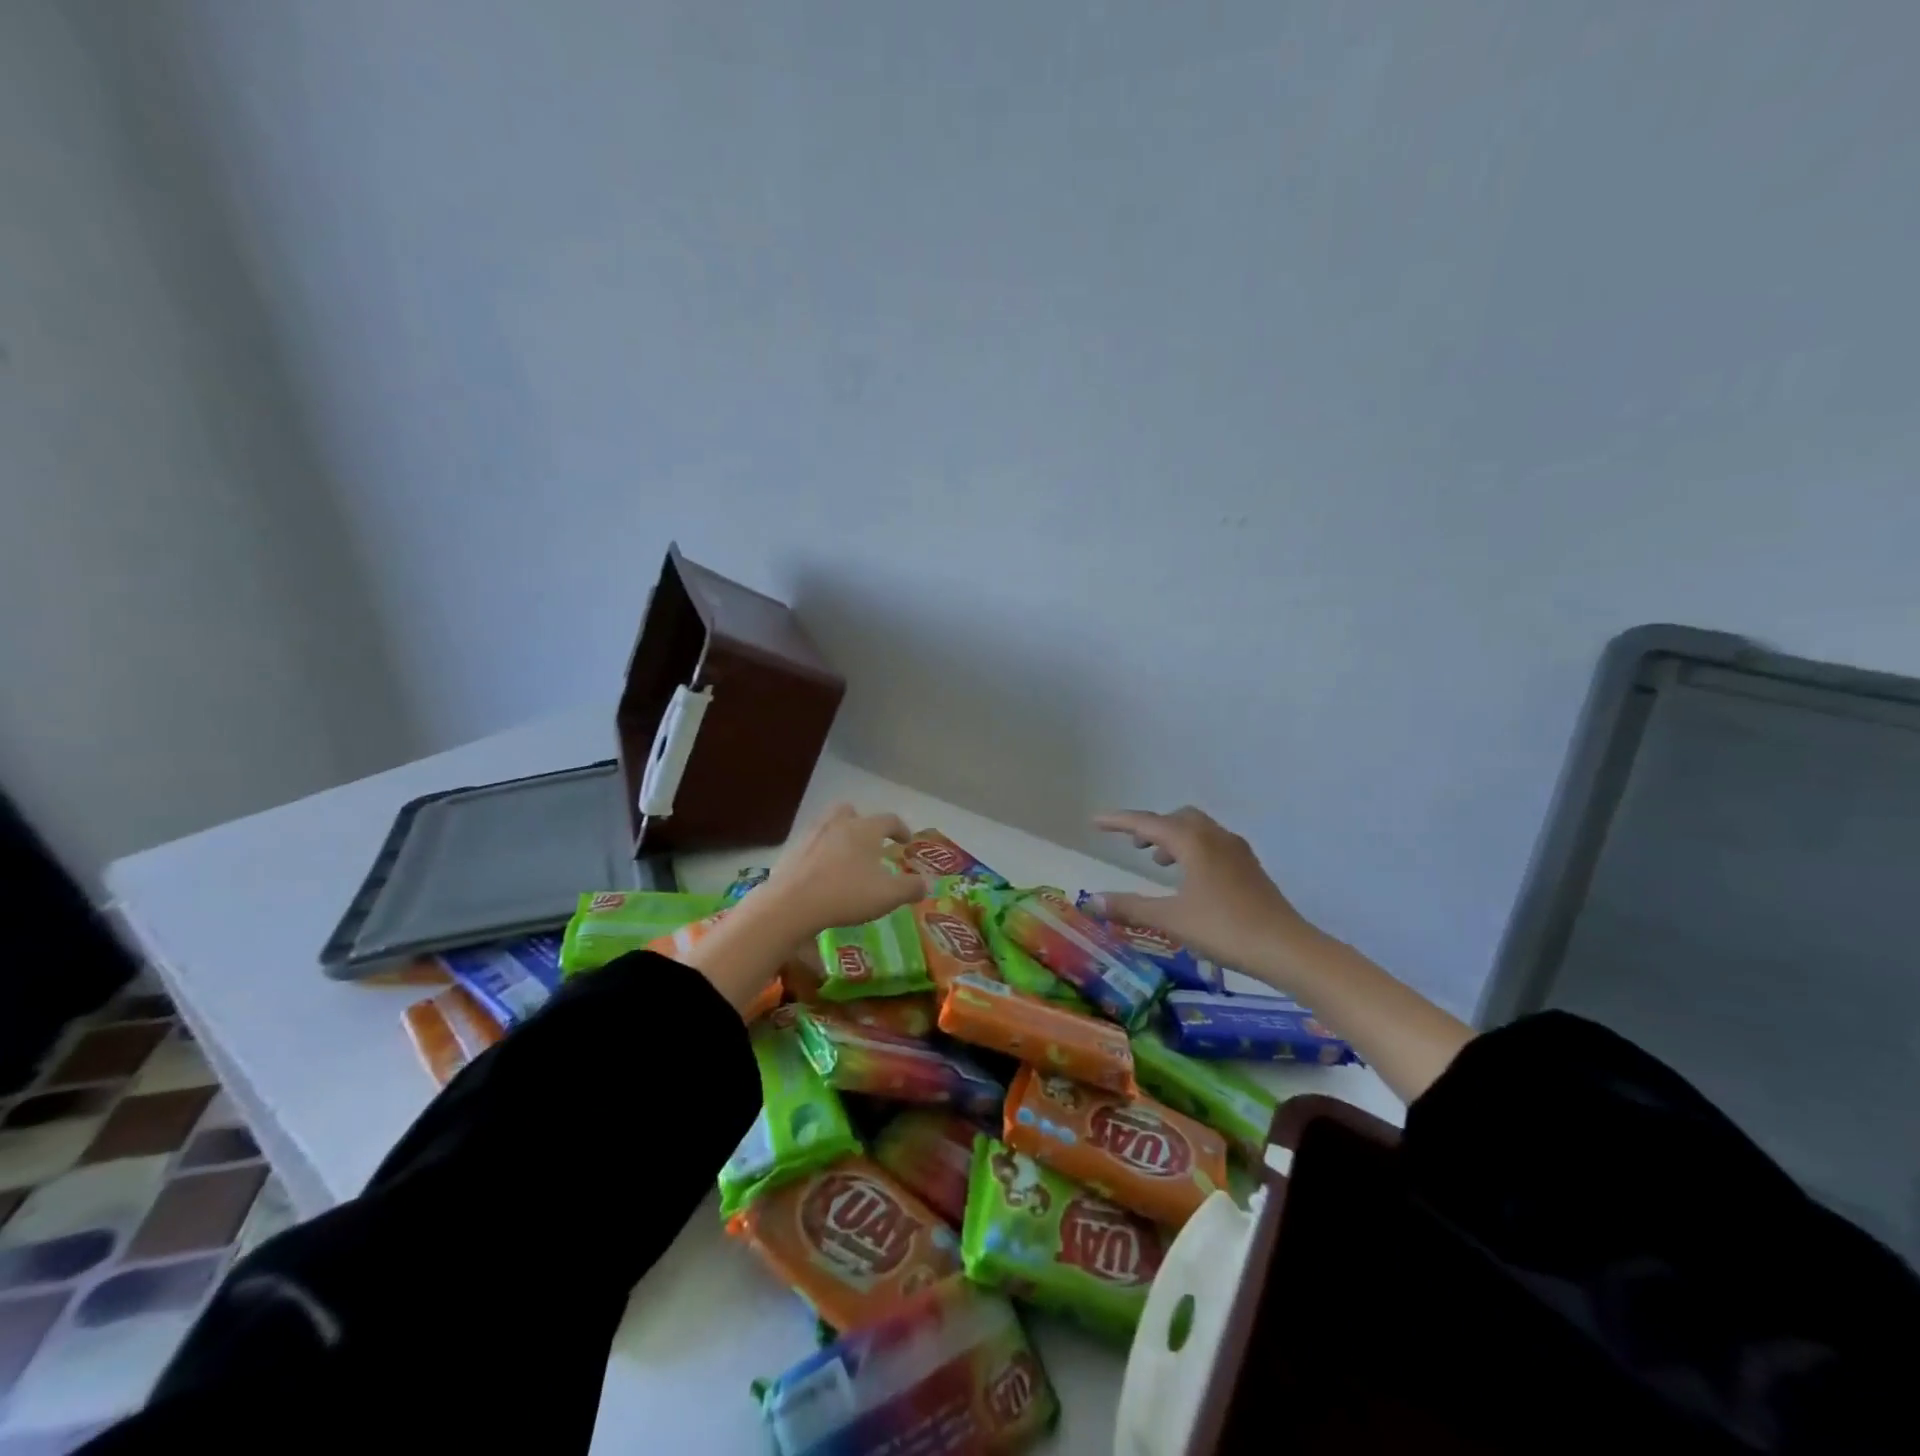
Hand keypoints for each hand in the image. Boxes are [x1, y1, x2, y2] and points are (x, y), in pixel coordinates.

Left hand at [760, 803, 924, 937]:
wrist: (790, 904)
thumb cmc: (846, 895)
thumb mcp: (887, 896)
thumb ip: (910, 888)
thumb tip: (925, 883)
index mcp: (864, 829)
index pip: (889, 820)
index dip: (901, 829)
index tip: (906, 840)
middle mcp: (838, 824)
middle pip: (851, 811)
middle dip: (862, 823)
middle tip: (869, 842)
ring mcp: (811, 835)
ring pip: (828, 824)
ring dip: (839, 835)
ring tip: (845, 858)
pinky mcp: (791, 851)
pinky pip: (810, 845)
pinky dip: (819, 853)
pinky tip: (821, 873)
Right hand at [1087, 807, 1316, 975]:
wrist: (1286, 948)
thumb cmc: (1225, 929)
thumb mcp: (1171, 919)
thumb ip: (1130, 907)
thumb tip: (1093, 901)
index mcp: (1193, 842)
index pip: (1147, 823)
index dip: (1119, 821)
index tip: (1095, 821)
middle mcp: (1215, 837)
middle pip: (1176, 818)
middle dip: (1151, 827)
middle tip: (1133, 846)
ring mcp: (1237, 851)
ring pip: (1198, 830)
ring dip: (1174, 838)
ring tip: (1158, 863)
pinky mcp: (1250, 867)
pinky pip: (1213, 844)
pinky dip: (1193, 850)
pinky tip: (1191, 879)